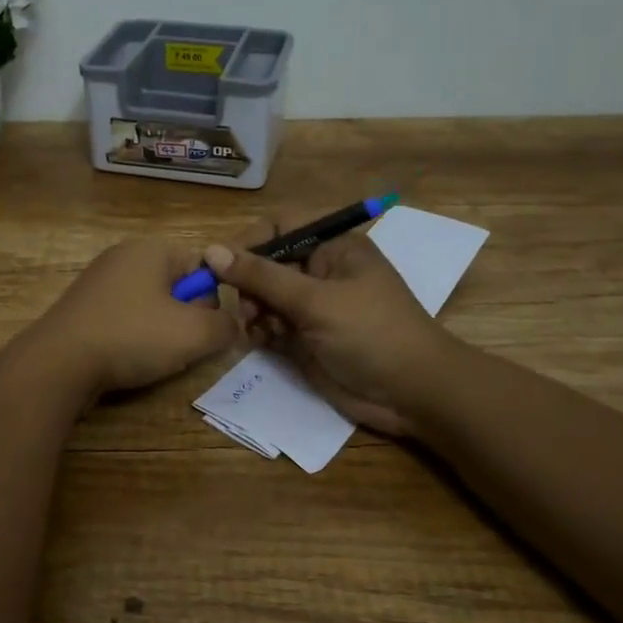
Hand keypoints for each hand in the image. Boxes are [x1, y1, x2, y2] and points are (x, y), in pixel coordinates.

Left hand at [23, 237, 238, 395]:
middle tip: (182, 346)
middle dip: (186, 318)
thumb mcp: (195, 333)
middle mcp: (123, 257)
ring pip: (151, 307)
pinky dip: (133, 339)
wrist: (59, 364)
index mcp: (152, 249)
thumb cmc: (132, 336)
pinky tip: (128, 360)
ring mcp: (99, 283)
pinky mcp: (83, 310)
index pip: (204, 265)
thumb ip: (226, 326)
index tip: (208, 328)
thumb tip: (233, 325)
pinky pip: (124, 320)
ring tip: (154, 357)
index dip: (213, 298)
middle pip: (176, 286)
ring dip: (161, 333)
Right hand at [205, 225, 451, 437]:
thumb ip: (262, 276)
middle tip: (246, 307)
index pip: (279, 227)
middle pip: (266, 263)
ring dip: (253, 310)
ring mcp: (312, 306)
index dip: (249, 242)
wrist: (411, 394)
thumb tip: (211, 250)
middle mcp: (320, 271)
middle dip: (248, 283)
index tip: (221, 265)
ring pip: (264, 297)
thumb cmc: (371, 333)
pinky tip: (261, 343)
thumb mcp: (315, 300)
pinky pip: (270, 325)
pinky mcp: (305, 337)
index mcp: (333, 247)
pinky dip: (260, 332)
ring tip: (256, 329)